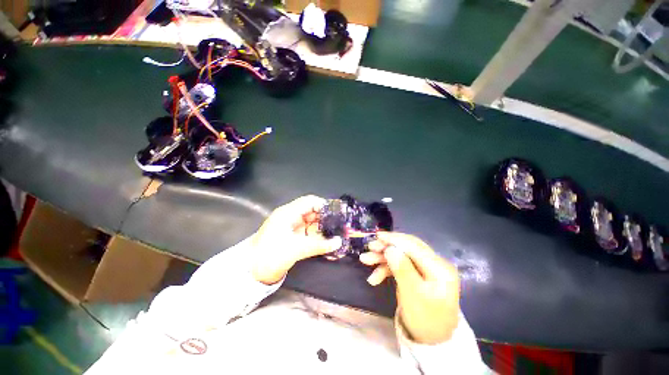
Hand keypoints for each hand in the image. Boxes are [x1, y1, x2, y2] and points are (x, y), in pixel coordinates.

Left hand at [251, 195, 342, 284]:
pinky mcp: (294, 237)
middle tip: (341, 225)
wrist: (252, 274)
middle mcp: (291, 217)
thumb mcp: (296, 249)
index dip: (324, 205)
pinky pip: (310, 233)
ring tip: (339, 234)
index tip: (338, 213)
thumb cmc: (270, 256)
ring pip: (313, 223)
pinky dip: (319, 237)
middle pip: (313, 212)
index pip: (309, 202)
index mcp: (288, 213)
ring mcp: (293, 227)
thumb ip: (318, 244)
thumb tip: (339, 242)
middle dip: (327, 218)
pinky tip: (329, 242)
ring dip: (324, 229)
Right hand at [361, 232, 459, 343]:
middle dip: (386, 247)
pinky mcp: (417, 274)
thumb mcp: (413, 295)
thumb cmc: (425, 319)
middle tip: (369, 248)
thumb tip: (390, 248)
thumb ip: (402, 269)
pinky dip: (386, 269)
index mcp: (439, 268)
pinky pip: (400, 266)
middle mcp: (434, 264)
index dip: (395, 239)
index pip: (415, 246)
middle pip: (406, 249)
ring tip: (365, 260)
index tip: (377, 236)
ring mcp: (425, 269)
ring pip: (401, 256)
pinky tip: (375, 277)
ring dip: (383, 258)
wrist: (430, 341)